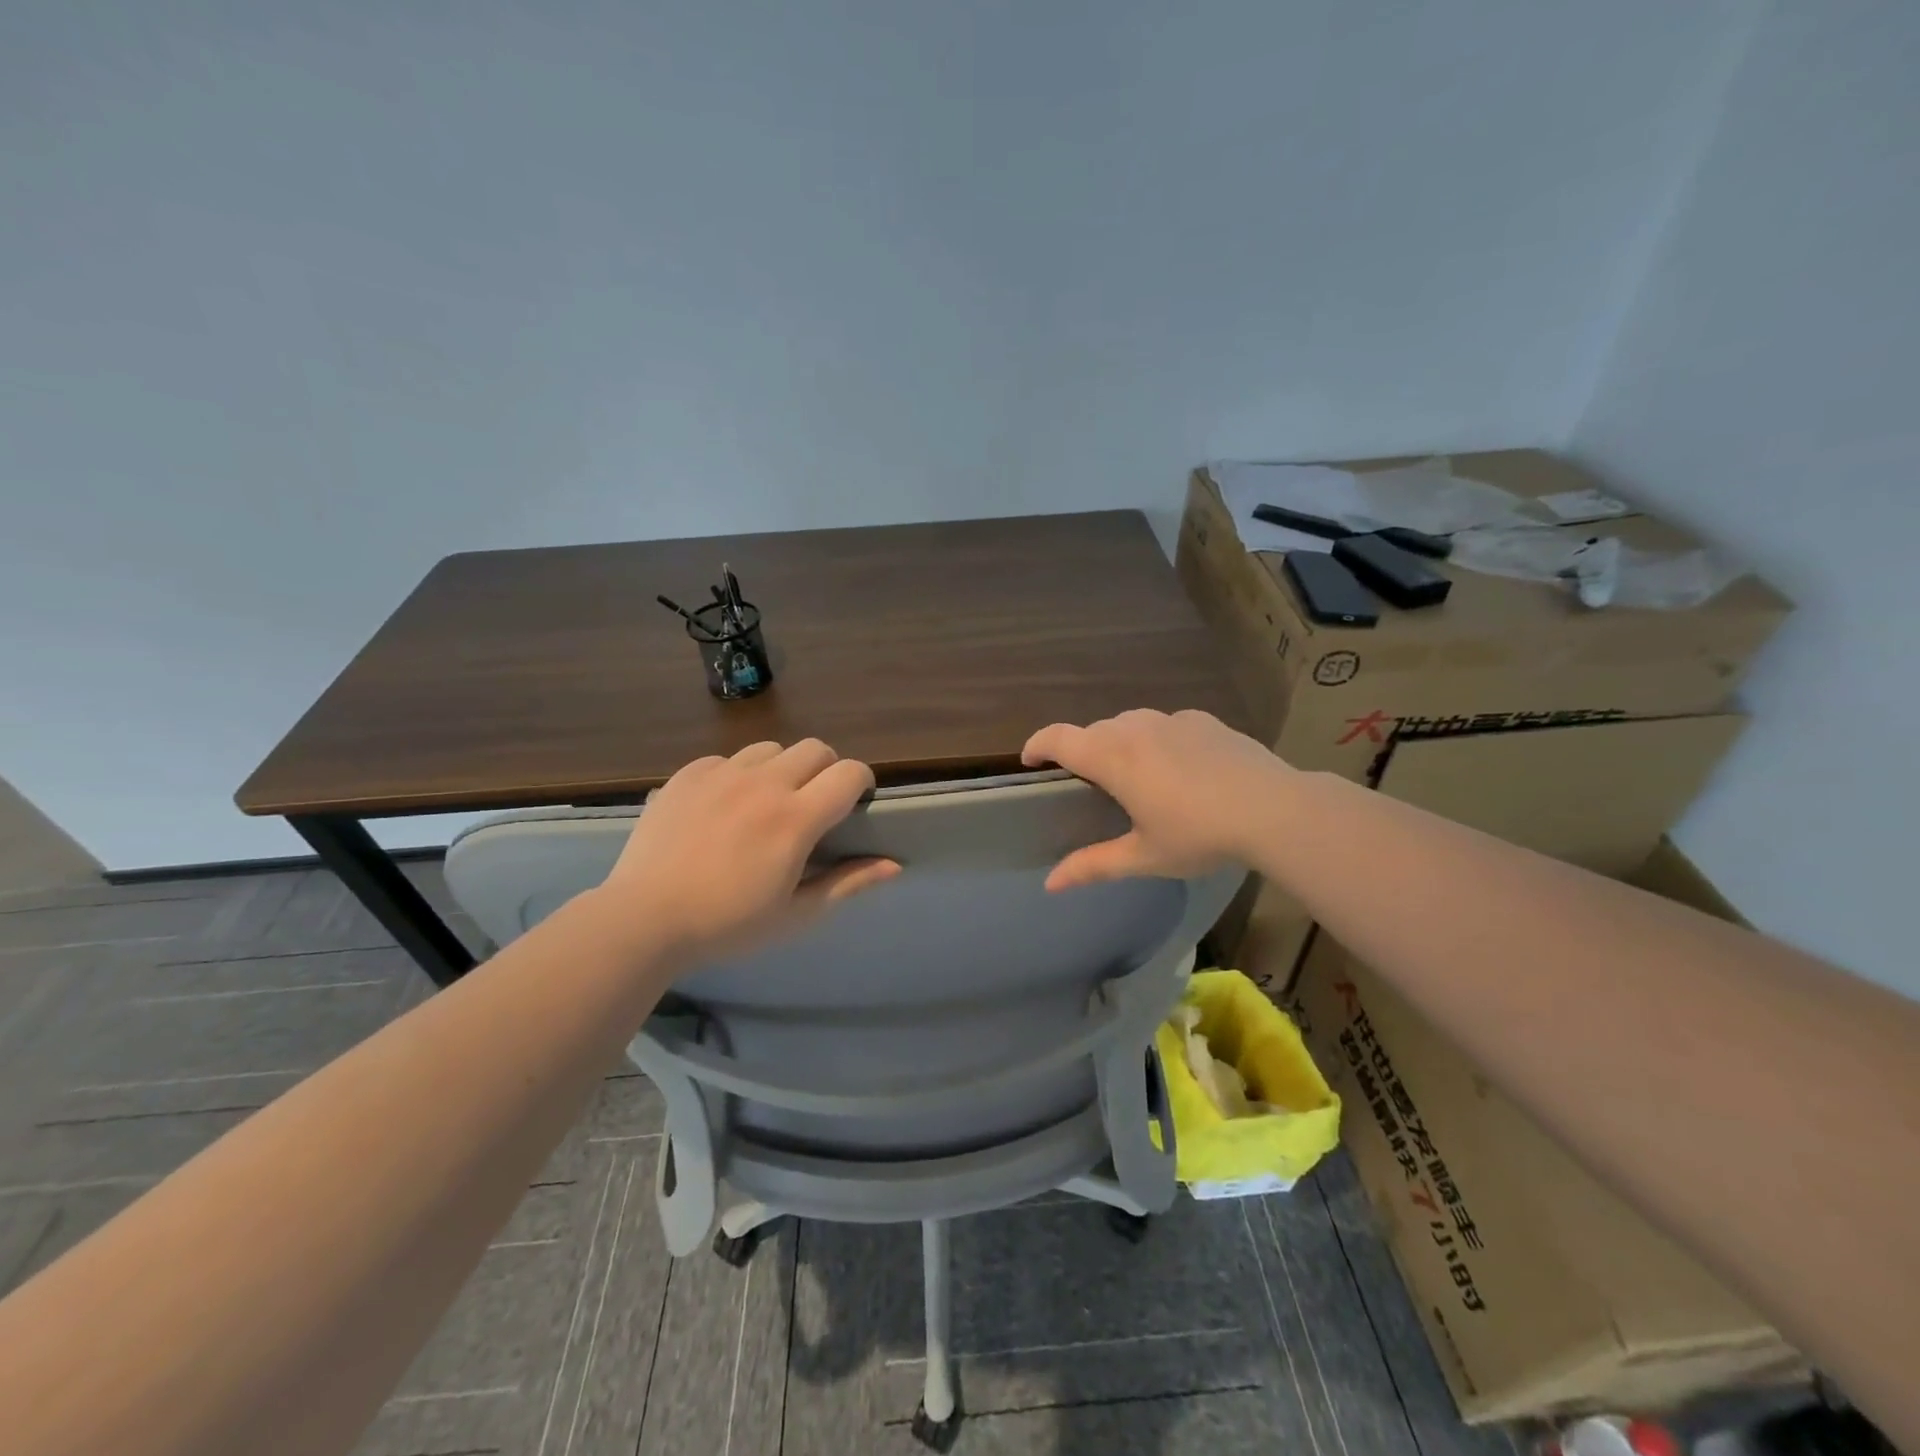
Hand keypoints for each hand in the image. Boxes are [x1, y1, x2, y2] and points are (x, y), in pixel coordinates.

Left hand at [594, 739, 898, 964]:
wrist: (642, 919)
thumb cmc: (727, 924)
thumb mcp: (796, 913)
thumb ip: (848, 883)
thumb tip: (894, 864)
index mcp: (796, 818)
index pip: (849, 773)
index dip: (861, 782)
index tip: (855, 803)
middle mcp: (764, 783)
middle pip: (816, 748)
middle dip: (826, 769)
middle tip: (813, 805)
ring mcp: (722, 774)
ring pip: (771, 748)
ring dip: (782, 768)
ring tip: (767, 802)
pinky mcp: (688, 775)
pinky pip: (726, 758)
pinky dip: (737, 775)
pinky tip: (723, 807)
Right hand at [1021, 709, 1288, 889]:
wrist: (1274, 808)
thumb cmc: (1200, 834)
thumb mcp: (1144, 856)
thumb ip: (1093, 865)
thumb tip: (1050, 884)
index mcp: (1113, 757)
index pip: (1058, 738)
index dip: (1037, 745)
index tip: (1029, 761)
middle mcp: (1136, 728)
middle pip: (1093, 731)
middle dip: (1081, 752)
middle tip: (1088, 786)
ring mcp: (1172, 719)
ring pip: (1129, 724)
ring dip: (1118, 744)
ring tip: (1134, 777)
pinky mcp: (1203, 720)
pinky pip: (1164, 725)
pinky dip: (1156, 741)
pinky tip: (1179, 769)